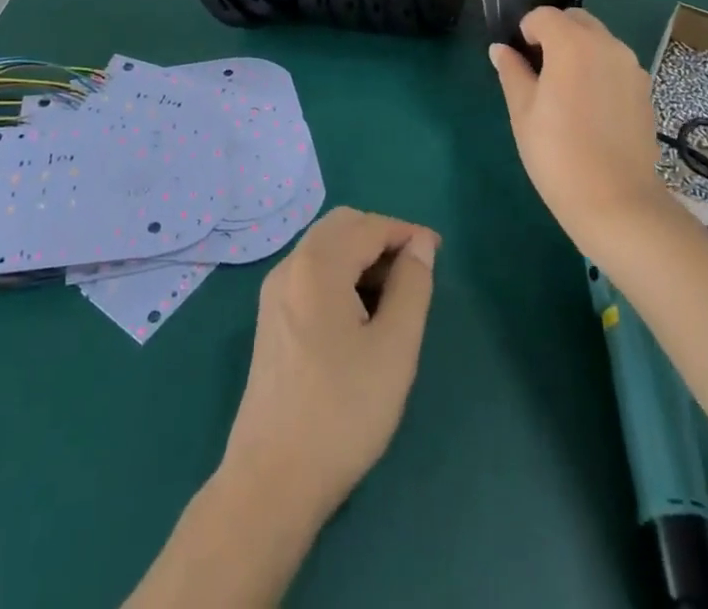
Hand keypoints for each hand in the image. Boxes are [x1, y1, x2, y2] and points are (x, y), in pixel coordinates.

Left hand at [220, 207, 438, 521]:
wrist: (271, 482)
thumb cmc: (342, 412)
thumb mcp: (394, 348)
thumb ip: (412, 286)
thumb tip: (420, 244)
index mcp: (317, 265)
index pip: (369, 226)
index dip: (406, 232)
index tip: (437, 252)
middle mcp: (289, 267)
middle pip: (341, 226)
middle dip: (380, 237)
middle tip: (414, 271)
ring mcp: (274, 293)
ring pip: (324, 248)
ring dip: (360, 255)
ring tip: (393, 297)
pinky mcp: (270, 319)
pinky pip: (310, 274)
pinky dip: (340, 275)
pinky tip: (359, 315)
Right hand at [490, 7, 670, 254]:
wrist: (617, 202)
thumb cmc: (558, 155)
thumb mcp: (523, 112)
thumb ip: (512, 72)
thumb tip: (500, 50)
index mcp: (572, 44)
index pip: (544, 16)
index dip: (526, 31)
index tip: (520, 59)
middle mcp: (607, 45)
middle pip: (576, 20)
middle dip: (556, 33)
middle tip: (540, 71)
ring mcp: (631, 67)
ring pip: (599, 40)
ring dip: (580, 49)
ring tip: (567, 91)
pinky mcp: (645, 89)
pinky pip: (616, 64)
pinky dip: (600, 70)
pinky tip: (591, 108)